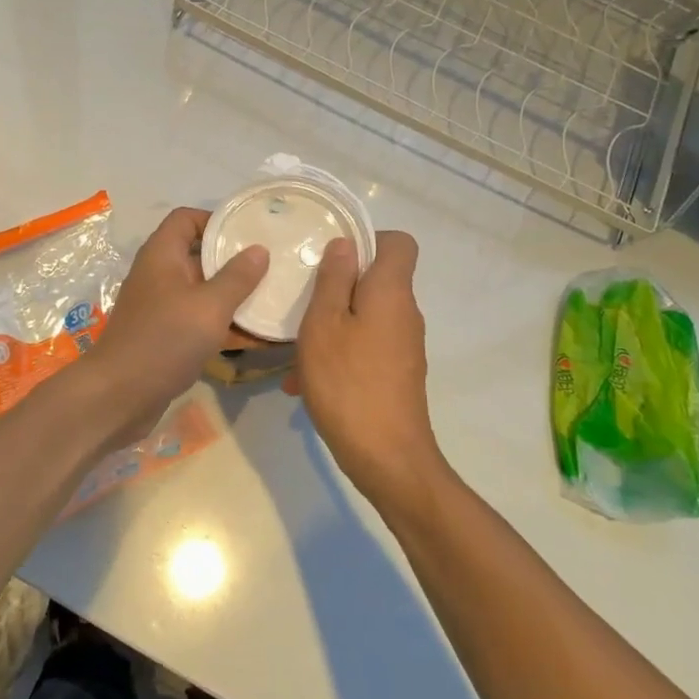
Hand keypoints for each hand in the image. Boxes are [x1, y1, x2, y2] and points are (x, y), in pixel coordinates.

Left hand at [85, 208, 268, 445]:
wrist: (119, 396)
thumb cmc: (164, 340)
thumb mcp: (209, 306)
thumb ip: (237, 277)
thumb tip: (259, 249)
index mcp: (162, 255)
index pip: (186, 219)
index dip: (216, 220)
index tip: (249, 233)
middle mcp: (159, 275)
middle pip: (198, 255)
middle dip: (234, 261)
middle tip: (271, 266)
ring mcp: (160, 307)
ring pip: (202, 291)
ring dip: (233, 296)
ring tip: (271, 299)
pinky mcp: (165, 336)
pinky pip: (199, 320)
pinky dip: (223, 324)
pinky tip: (256, 337)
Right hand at [289, 231, 448, 515]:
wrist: (387, 458)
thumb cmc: (347, 382)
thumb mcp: (324, 324)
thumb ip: (333, 279)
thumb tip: (345, 244)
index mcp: (391, 292)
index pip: (399, 243)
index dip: (367, 240)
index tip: (332, 257)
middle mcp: (405, 313)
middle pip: (376, 280)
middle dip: (336, 287)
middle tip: (300, 302)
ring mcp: (403, 346)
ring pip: (364, 317)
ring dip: (329, 327)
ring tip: (294, 353)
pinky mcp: (396, 374)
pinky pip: (364, 348)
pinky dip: (337, 355)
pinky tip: (304, 384)